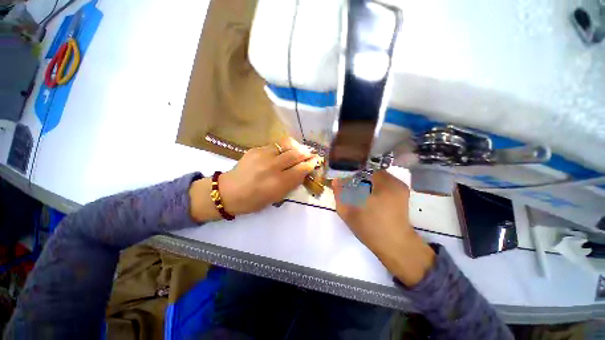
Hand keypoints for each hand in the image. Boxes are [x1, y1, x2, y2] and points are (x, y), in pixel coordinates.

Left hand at [190, 137, 320, 221]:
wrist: (228, 191)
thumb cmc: (253, 201)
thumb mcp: (276, 198)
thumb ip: (291, 184)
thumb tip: (303, 171)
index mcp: (278, 183)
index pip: (301, 169)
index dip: (311, 164)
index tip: (316, 162)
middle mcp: (272, 167)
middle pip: (296, 154)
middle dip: (307, 153)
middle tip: (312, 153)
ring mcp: (263, 155)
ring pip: (287, 144)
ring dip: (297, 146)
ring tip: (301, 149)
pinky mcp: (256, 149)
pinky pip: (276, 145)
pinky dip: (285, 147)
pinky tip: (285, 151)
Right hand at [333, 171, 434, 285]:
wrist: (395, 246)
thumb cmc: (370, 229)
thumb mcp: (349, 213)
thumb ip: (340, 195)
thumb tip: (335, 181)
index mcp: (384, 184)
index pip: (364, 168)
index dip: (353, 172)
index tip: (345, 180)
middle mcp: (395, 182)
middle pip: (372, 172)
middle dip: (360, 177)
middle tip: (351, 186)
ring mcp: (401, 188)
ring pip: (379, 177)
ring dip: (368, 181)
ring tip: (359, 192)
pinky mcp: (403, 194)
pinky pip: (385, 184)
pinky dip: (376, 186)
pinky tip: (370, 197)